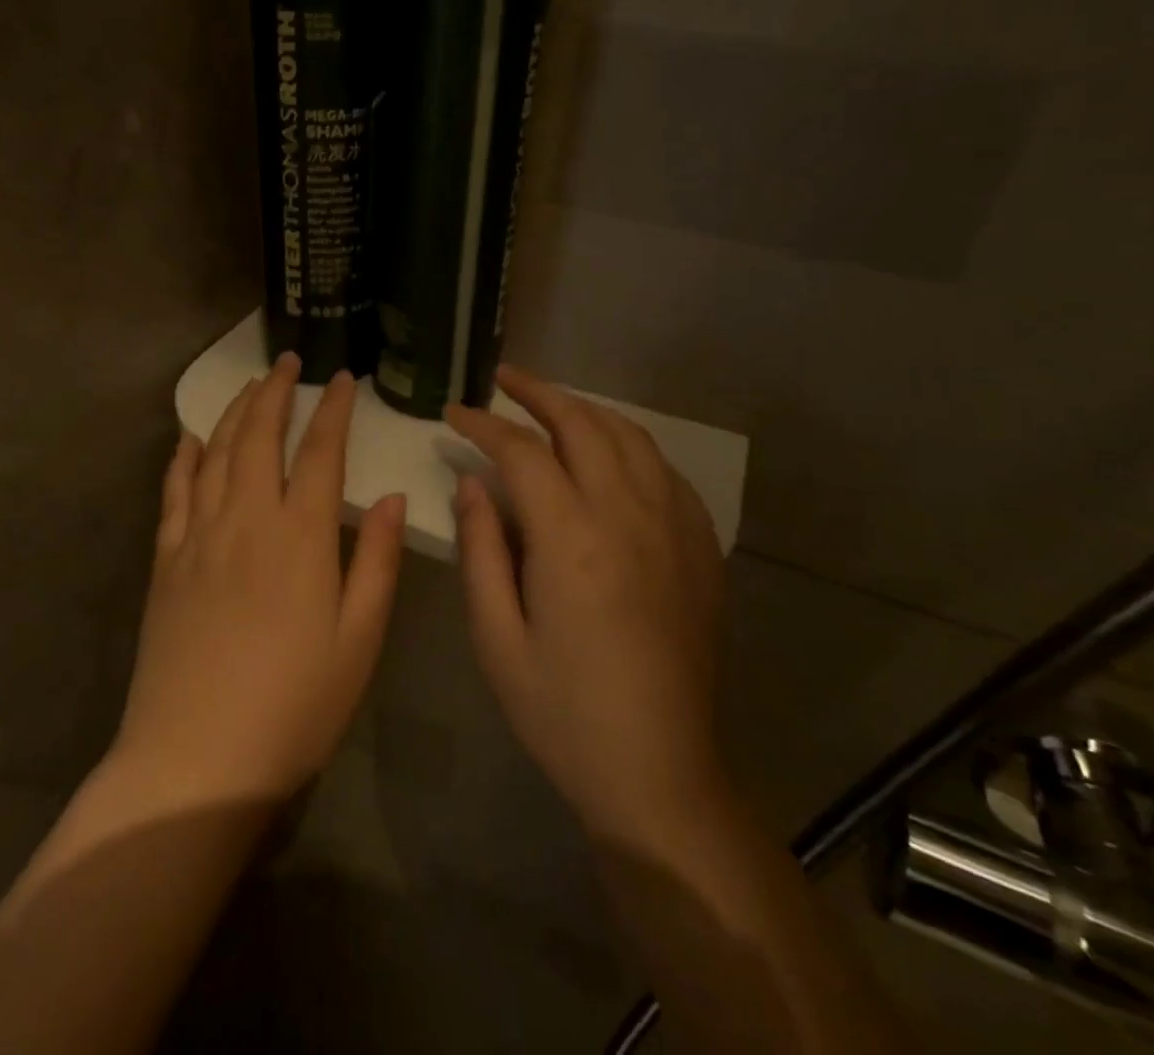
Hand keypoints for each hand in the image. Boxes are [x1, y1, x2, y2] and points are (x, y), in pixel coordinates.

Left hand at [114, 352, 405, 805]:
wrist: (196, 758)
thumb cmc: (295, 705)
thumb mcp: (359, 639)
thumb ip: (376, 560)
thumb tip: (389, 495)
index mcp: (300, 536)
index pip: (320, 452)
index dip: (333, 411)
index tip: (344, 379)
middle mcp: (246, 519)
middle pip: (260, 436)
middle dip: (276, 392)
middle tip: (288, 361)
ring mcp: (198, 536)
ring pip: (217, 453)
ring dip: (234, 412)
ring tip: (249, 385)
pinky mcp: (166, 561)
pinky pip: (174, 492)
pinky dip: (184, 457)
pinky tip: (190, 438)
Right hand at [446, 365, 729, 854]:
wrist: (660, 773)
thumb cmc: (563, 713)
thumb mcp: (496, 638)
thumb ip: (480, 550)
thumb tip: (472, 483)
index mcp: (572, 539)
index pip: (521, 451)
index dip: (483, 424)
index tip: (454, 413)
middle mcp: (629, 516)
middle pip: (582, 424)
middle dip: (537, 392)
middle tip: (502, 380)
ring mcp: (674, 528)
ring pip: (630, 437)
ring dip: (585, 409)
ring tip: (550, 404)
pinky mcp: (700, 548)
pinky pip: (665, 470)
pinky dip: (629, 444)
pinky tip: (609, 455)